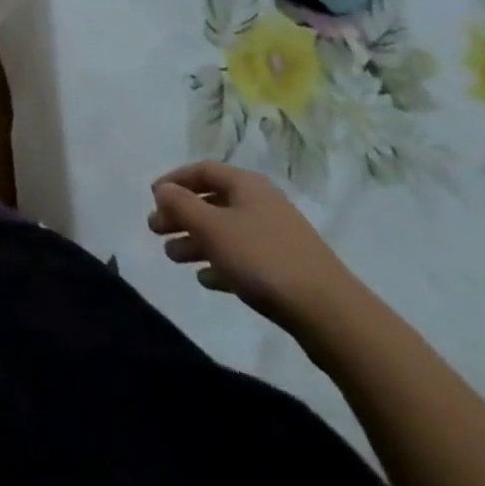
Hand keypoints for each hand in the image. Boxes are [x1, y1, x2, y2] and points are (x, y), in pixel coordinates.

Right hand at [148, 159, 361, 334]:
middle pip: (212, 201)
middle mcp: (261, 203)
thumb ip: (181, 205)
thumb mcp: (212, 228)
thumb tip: (162, 189)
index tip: (152, 197)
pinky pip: (244, 257)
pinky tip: (206, 279)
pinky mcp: (287, 269)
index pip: (202, 170)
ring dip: (197, 240)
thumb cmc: (263, 259)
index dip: (174, 180)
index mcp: (246, 184)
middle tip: (156, 230)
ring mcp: (277, 237)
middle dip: (181, 214)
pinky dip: (221, 263)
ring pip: (226, 231)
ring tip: (173, 257)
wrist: (331, 315)